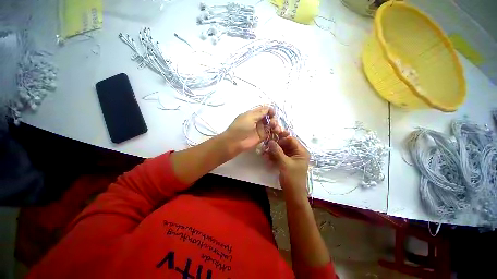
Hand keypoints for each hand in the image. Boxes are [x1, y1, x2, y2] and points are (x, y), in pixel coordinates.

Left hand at [223, 106, 280, 152]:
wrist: (235, 142)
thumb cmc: (241, 127)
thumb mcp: (250, 117)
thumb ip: (260, 112)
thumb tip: (269, 108)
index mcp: (253, 114)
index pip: (263, 110)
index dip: (269, 110)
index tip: (273, 113)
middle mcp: (257, 121)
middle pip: (268, 117)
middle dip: (273, 118)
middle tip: (273, 123)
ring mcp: (259, 129)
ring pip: (270, 125)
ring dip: (275, 125)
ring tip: (276, 128)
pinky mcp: (261, 137)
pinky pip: (270, 133)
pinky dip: (274, 132)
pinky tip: (277, 132)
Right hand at [267, 133, 309, 199]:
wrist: (293, 194)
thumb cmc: (292, 178)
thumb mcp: (284, 163)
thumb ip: (277, 151)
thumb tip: (271, 141)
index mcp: (301, 151)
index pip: (291, 139)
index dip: (281, 138)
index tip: (271, 138)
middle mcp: (297, 153)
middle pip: (285, 144)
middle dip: (275, 144)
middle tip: (266, 144)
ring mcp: (292, 157)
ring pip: (281, 150)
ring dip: (273, 151)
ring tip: (264, 152)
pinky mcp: (287, 162)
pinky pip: (280, 156)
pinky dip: (274, 156)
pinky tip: (266, 157)